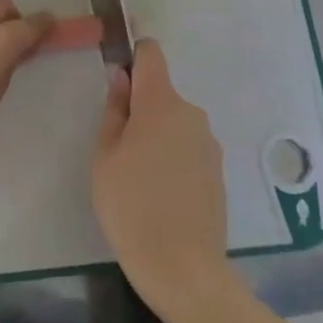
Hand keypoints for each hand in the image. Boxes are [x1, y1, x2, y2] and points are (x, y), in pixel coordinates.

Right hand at [92, 39, 234, 311]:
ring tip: (136, 176)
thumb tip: (121, 77)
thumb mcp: (105, 155)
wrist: (183, 269)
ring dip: (156, 135)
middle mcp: (191, 114)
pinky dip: (172, 157)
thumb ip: (114, 110)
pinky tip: (159, 193)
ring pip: (174, 122)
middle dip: (139, 108)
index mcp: (161, 103)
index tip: (116, 77)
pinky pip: (188, 148)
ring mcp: (208, 143)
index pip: (151, 54)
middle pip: (161, 93)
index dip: (133, 55)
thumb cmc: (131, 206)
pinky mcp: (218, 171)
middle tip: (116, 146)